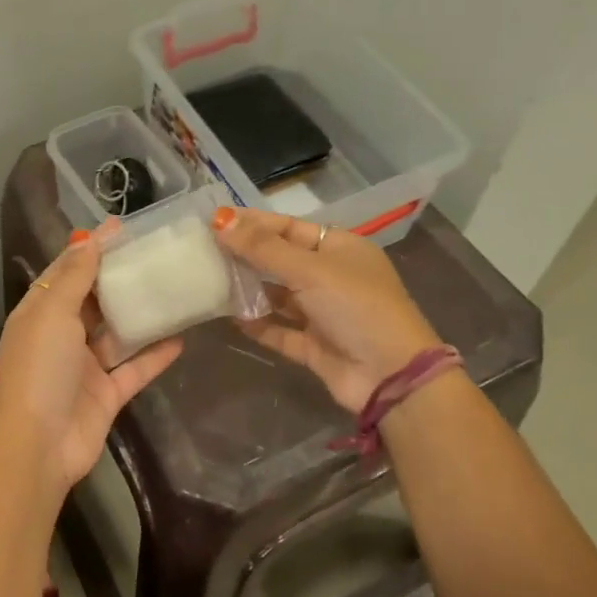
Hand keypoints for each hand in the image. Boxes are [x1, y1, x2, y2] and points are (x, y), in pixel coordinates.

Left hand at [0, 228, 183, 492]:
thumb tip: (88, 239)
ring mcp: (85, 368)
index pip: (66, 272)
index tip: (122, 228)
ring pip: (117, 334)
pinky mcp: (107, 395)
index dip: (91, 249)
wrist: (38, 446)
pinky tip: (181, 337)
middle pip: (93, 300)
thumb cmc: (39, 369)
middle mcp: (61, 337)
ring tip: (174, 289)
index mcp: (40, 313)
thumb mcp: (52, 313)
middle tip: (156, 254)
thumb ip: (74, 277)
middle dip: (120, 279)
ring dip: (141, 315)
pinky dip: (155, 355)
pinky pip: (135, 369)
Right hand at [213, 207, 441, 411]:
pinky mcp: (314, 345)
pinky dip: (257, 324)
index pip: (289, 227)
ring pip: (278, 295)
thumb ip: (263, 248)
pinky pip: (279, 329)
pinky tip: (230, 317)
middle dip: (247, 256)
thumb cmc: (356, 307)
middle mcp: (332, 277)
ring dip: (249, 290)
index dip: (253, 223)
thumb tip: (220, 220)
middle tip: (204, 250)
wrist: (391, 376)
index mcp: (340, 248)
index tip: (215, 221)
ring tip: (211, 281)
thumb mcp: (310, 270)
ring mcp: (323, 313)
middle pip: (281, 260)